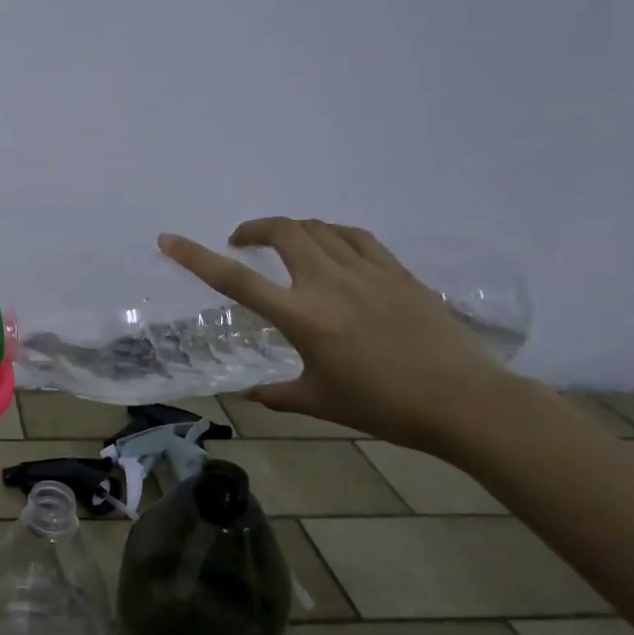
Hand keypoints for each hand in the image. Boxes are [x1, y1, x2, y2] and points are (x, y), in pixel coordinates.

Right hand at [160, 217, 517, 449]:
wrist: (464, 402)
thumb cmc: (384, 406)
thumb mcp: (321, 402)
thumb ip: (278, 394)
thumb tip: (249, 395)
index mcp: (302, 317)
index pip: (236, 279)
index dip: (196, 257)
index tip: (169, 240)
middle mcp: (329, 283)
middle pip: (282, 232)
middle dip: (254, 228)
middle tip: (242, 242)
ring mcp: (366, 272)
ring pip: (318, 228)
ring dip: (292, 229)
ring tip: (284, 245)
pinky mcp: (397, 272)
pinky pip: (356, 237)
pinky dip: (332, 234)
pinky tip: (331, 247)